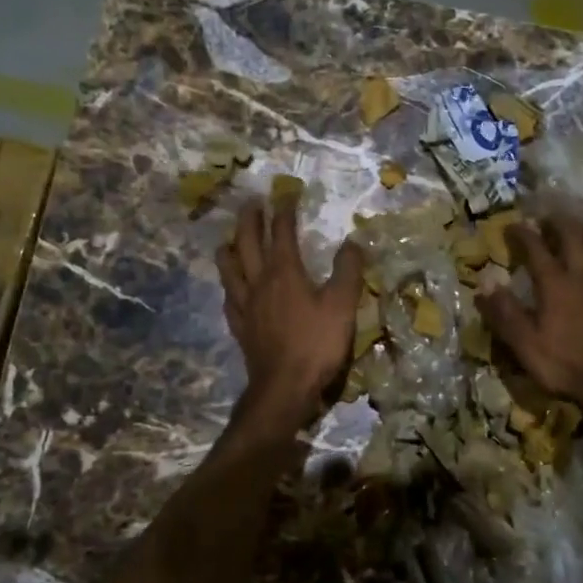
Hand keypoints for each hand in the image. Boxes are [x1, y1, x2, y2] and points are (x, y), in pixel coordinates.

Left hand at [217, 195, 364, 426]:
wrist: (284, 388)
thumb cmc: (316, 344)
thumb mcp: (342, 305)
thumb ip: (348, 271)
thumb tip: (352, 242)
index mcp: (284, 272)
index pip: (281, 232)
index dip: (284, 211)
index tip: (287, 194)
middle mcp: (259, 282)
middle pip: (247, 242)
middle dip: (250, 219)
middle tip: (252, 203)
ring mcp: (245, 305)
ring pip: (229, 268)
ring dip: (230, 248)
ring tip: (230, 240)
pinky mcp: (240, 327)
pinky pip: (229, 297)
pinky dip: (229, 284)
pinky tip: (231, 287)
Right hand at [476, 215, 582, 420]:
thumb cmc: (561, 364)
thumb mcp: (522, 342)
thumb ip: (503, 310)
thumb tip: (485, 281)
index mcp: (554, 284)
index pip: (536, 248)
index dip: (523, 233)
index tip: (512, 225)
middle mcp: (582, 277)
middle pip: (574, 237)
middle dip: (560, 223)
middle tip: (549, 219)